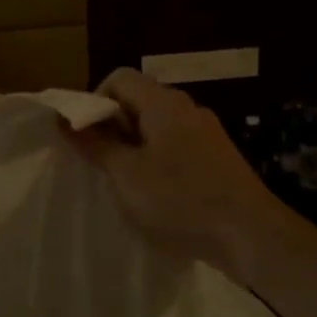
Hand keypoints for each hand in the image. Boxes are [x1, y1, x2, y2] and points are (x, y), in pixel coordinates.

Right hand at [72, 68, 288, 282]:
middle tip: (99, 162)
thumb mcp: (127, 175)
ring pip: (155, 125)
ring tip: (123, 181)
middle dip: (111, 126)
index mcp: (164, 104)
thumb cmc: (182, 200)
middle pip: (137, 100)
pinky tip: (154, 193)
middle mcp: (187, 109)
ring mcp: (206, 133)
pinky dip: (154, 160)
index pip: (119, 78)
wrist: (253, 237)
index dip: (94, 101)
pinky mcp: (216, 158)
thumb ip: (95, 145)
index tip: (87, 137)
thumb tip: (64, 119)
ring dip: (131, 147)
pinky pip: (174, 145)